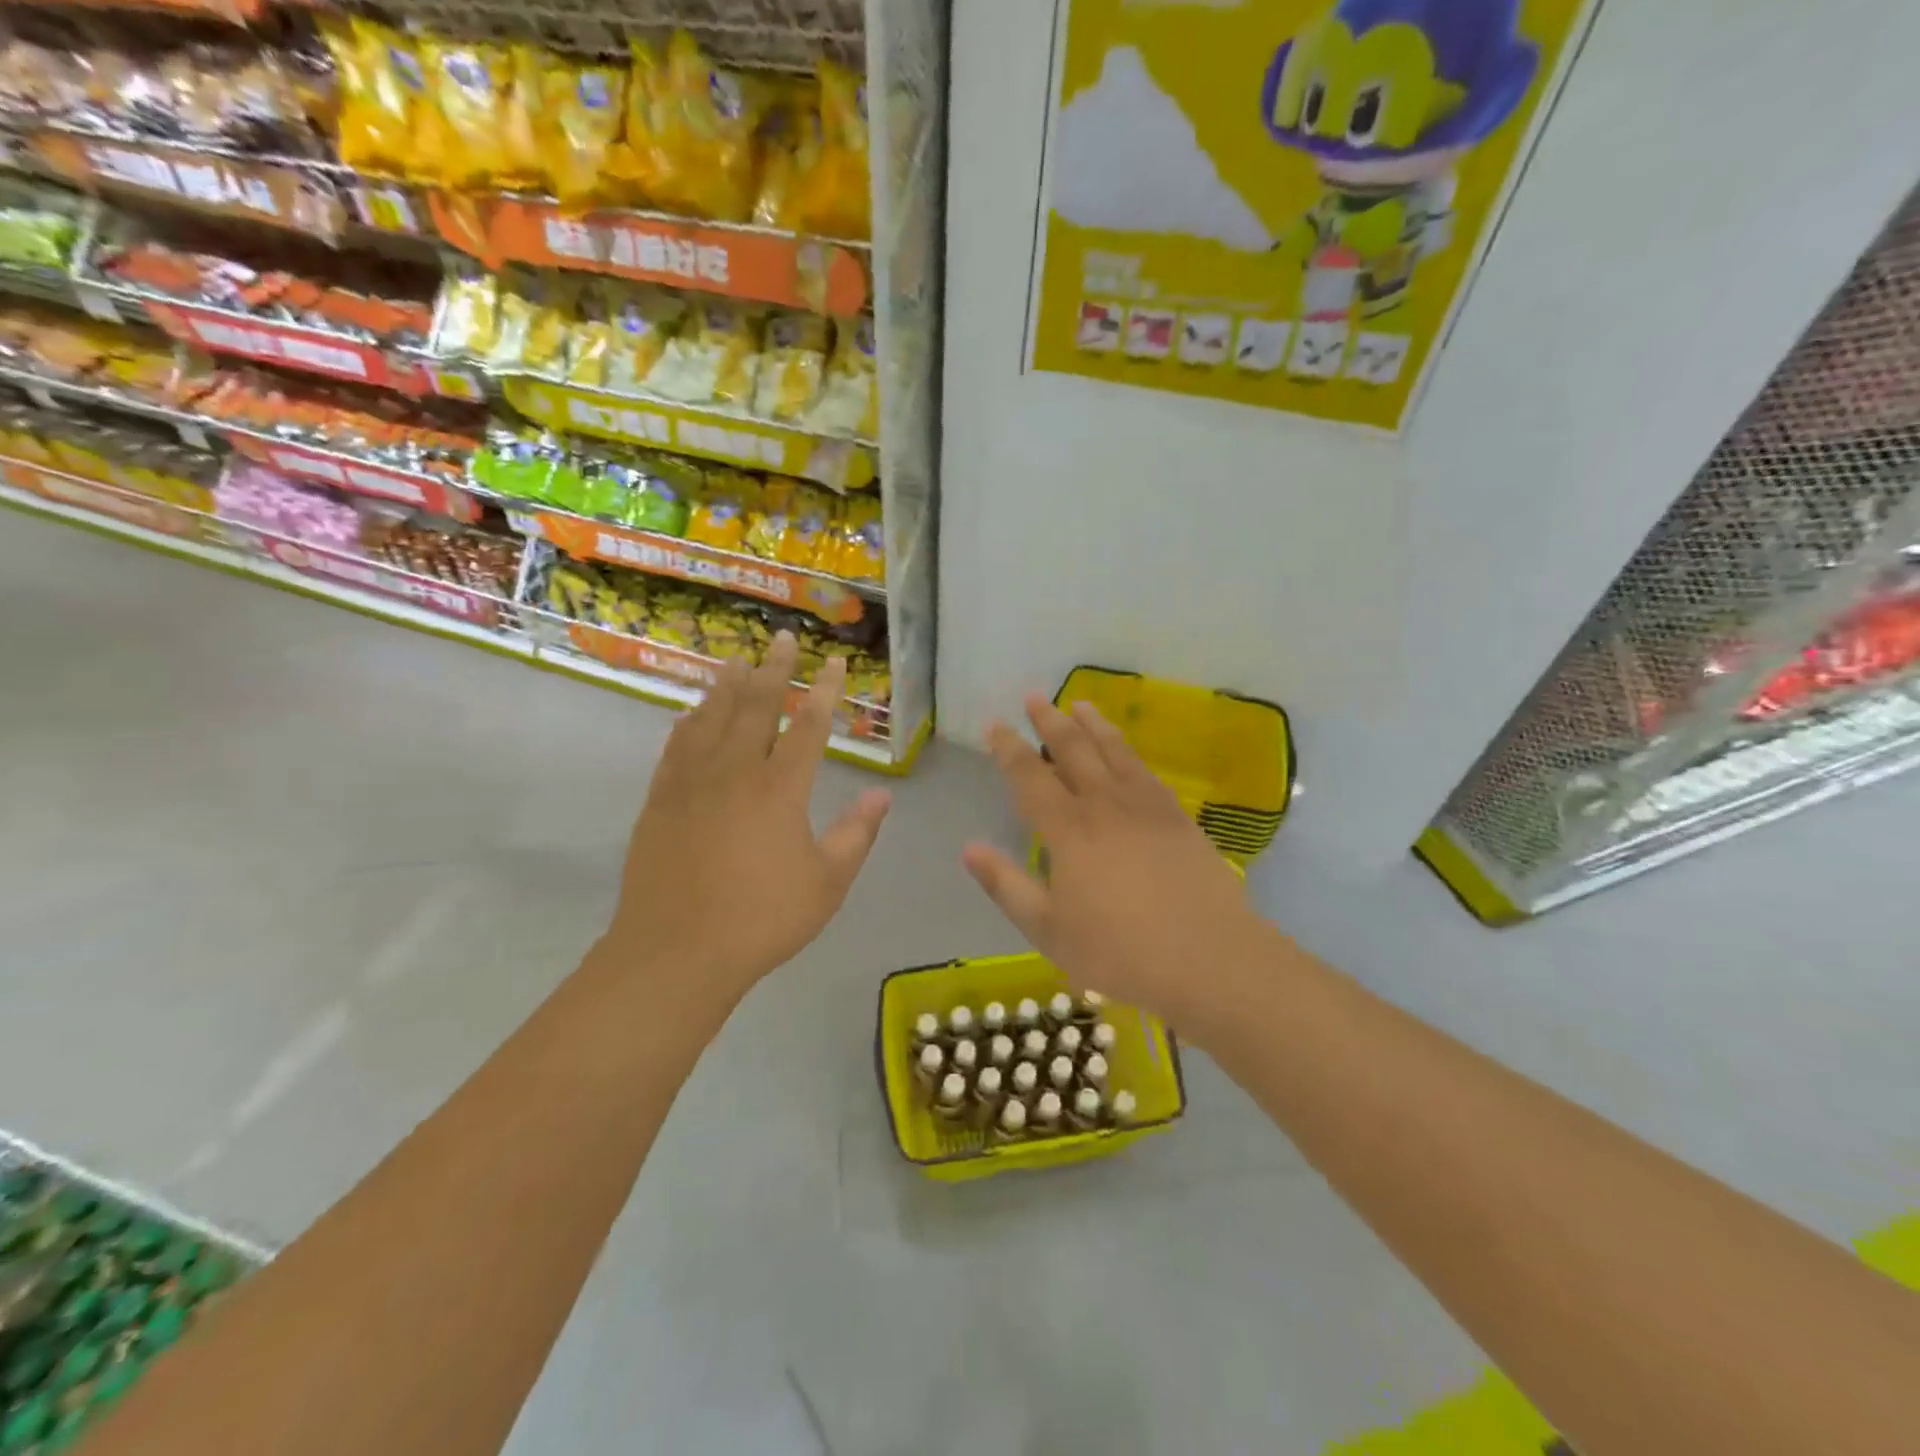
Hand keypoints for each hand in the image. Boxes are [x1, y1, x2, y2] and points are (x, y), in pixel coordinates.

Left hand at [604, 632, 891, 1012]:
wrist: (675, 951)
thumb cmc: (762, 919)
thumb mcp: (827, 882)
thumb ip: (857, 834)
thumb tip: (883, 796)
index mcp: (781, 788)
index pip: (810, 725)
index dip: (826, 691)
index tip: (835, 663)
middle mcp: (736, 771)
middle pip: (757, 705)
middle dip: (774, 669)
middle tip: (782, 638)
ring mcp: (692, 782)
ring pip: (712, 718)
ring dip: (728, 686)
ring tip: (738, 660)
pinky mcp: (661, 799)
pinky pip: (677, 746)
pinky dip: (689, 722)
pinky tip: (692, 713)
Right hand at [962, 694, 1275, 1041]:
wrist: (1208, 957)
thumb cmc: (1119, 950)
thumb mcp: (1048, 929)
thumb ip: (1007, 885)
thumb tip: (969, 848)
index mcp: (1068, 830)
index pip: (1030, 777)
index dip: (1009, 749)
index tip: (995, 725)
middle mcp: (1104, 804)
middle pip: (1073, 750)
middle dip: (1050, 721)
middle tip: (1035, 697)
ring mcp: (1146, 806)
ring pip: (1113, 751)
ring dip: (1093, 724)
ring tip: (1080, 704)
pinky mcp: (1177, 816)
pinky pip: (1145, 770)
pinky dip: (1128, 751)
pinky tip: (1125, 750)